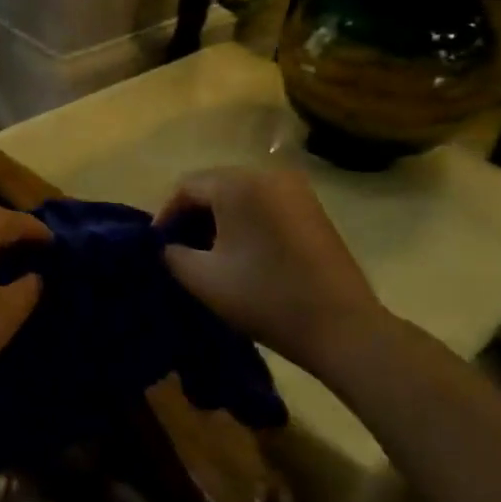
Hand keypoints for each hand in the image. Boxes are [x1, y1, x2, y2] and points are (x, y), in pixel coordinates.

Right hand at [159, 167, 390, 371]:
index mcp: (238, 184)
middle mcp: (268, 174)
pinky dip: (247, 221)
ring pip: (241, 195)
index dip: (166, 215)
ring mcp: (296, 190)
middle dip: (193, 215)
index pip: (186, 186)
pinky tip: (243, 253)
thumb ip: (171, 255)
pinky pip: (266, 204)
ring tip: (209, 254)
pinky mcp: (313, 209)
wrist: (341, 327)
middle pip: (215, 186)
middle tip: (180, 250)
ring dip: (220, 219)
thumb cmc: (265, 297)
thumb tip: (166, 245)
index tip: (159, 247)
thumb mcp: (203, 279)